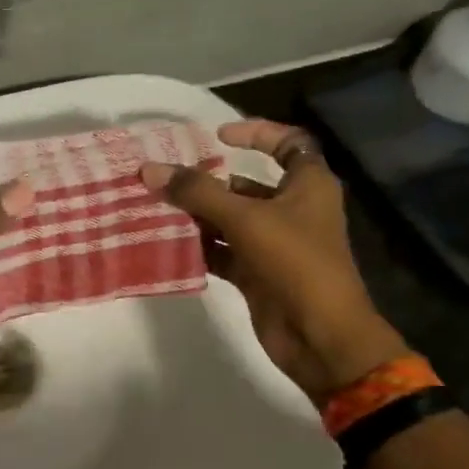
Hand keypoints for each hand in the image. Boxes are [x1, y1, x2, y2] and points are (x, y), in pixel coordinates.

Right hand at [142, 118, 406, 406]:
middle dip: (207, 181)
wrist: (319, 335)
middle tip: (165, 178)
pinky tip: (167, 244)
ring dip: (196, 215)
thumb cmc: (294, 263)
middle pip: (246, 184)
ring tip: (155, 208)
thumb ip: (197, 193)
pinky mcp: (257, 273)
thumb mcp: (245, 219)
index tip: (216, 136)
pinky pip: (222, 251)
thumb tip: (149, 169)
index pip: (288, 143)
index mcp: (308, 185)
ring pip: (229, 219)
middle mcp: (292, 209)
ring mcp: (274, 244)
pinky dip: (199, 247)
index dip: (256, 133)